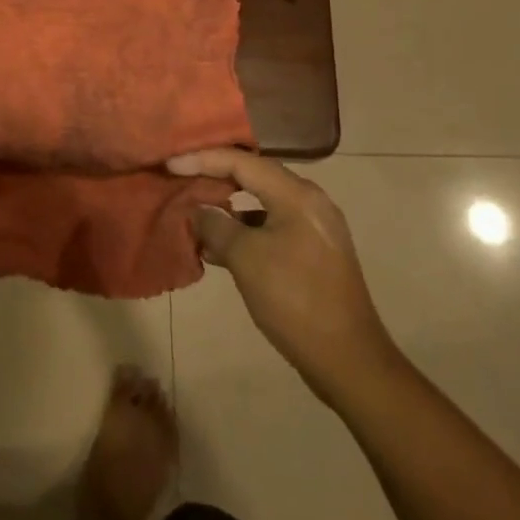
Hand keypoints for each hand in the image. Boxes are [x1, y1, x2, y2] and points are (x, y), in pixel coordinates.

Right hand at [170, 149, 396, 402]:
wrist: (349, 360)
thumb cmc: (294, 300)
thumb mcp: (246, 259)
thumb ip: (216, 226)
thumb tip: (199, 211)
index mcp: (296, 195)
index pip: (241, 161)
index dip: (202, 159)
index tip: (169, 164)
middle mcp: (309, 201)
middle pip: (253, 176)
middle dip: (214, 177)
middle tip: (180, 179)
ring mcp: (314, 227)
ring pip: (261, 203)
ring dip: (227, 208)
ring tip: (193, 214)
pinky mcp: (313, 253)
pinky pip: (270, 227)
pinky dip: (243, 230)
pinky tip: (218, 249)